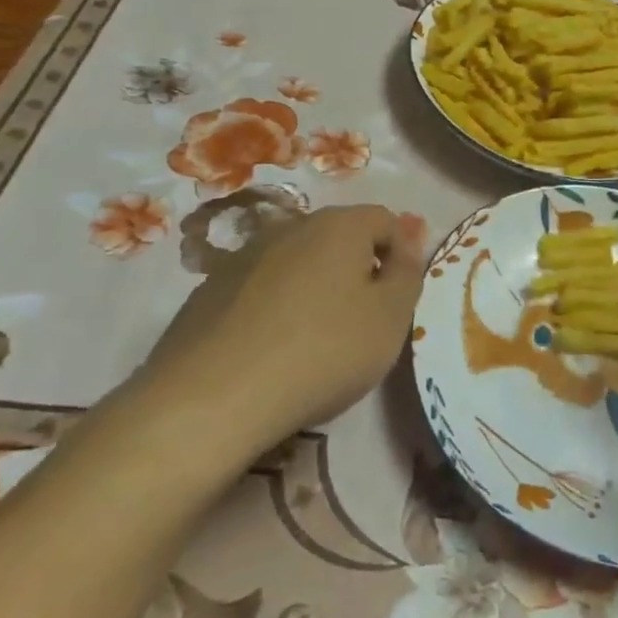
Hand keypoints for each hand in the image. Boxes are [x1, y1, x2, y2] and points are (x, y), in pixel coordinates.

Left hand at [136, 205, 425, 448]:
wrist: (213, 397)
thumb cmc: (323, 352)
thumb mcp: (390, 318)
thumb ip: (408, 274)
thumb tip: (407, 245)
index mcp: (339, 225)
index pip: (385, 220)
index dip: (402, 254)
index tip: (400, 297)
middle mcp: (291, 226)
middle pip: (340, 237)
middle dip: (358, 269)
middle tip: (364, 320)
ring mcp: (244, 256)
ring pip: (298, 261)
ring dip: (316, 287)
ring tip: (316, 338)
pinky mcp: (210, 289)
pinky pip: (260, 288)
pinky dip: (276, 307)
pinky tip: (272, 349)